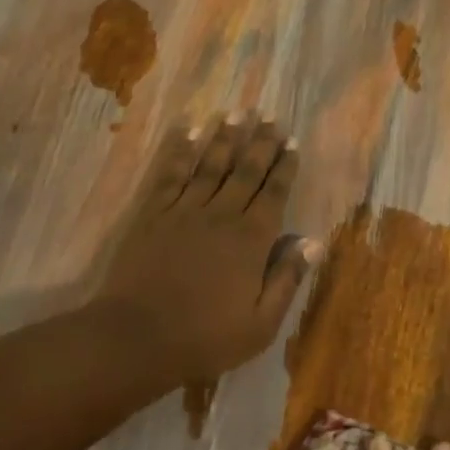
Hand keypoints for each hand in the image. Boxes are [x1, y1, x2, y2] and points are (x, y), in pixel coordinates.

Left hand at [95, 114, 319, 384]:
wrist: (137, 337)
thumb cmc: (205, 337)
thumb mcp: (260, 324)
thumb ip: (286, 278)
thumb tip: (312, 241)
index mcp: (252, 239)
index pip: (274, 192)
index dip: (284, 166)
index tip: (292, 142)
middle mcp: (222, 214)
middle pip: (246, 170)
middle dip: (261, 142)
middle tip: (270, 116)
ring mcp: (185, 209)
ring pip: (211, 163)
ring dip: (225, 137)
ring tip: (237, 112)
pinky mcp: (154, 213)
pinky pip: (171, 173)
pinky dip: (181, 150)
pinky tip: (189, 131)